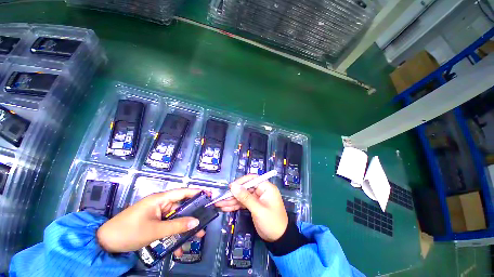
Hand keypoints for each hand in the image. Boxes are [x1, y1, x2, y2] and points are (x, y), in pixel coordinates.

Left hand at [96, 188, 205, 255]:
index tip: (209, 195)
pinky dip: (174, 235)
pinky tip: (178, 247)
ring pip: (176, 219)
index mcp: (160, 199)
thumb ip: (177, 226)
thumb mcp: (154, 231)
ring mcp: (157, 213)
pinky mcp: (154, 222)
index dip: (197, 192)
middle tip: (204, 223)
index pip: (183, 192)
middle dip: (193, 216)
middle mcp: (161, 203)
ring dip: (184, 229)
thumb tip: (196, 222)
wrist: (104, 243)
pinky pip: (168, 226)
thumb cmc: (129, 232)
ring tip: (195, 238)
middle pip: (182, 207)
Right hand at [215, 175, 287, 241]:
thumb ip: (245, 197)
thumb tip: (233, 186)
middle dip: (233, 194)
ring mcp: (256, 198)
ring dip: (231, 200)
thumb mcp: (258, 209)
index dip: (241, 182)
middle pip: (245, 188)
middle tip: (221, 198)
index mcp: (266, 187)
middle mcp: (261, 191)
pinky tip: (225, 207)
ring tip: (219, 203)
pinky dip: (235, 205)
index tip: (231, 187)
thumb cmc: (271, 222)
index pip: (252, 179)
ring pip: (242, 196)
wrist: (278, 239)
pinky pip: (243, 203)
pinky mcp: (253, 205)